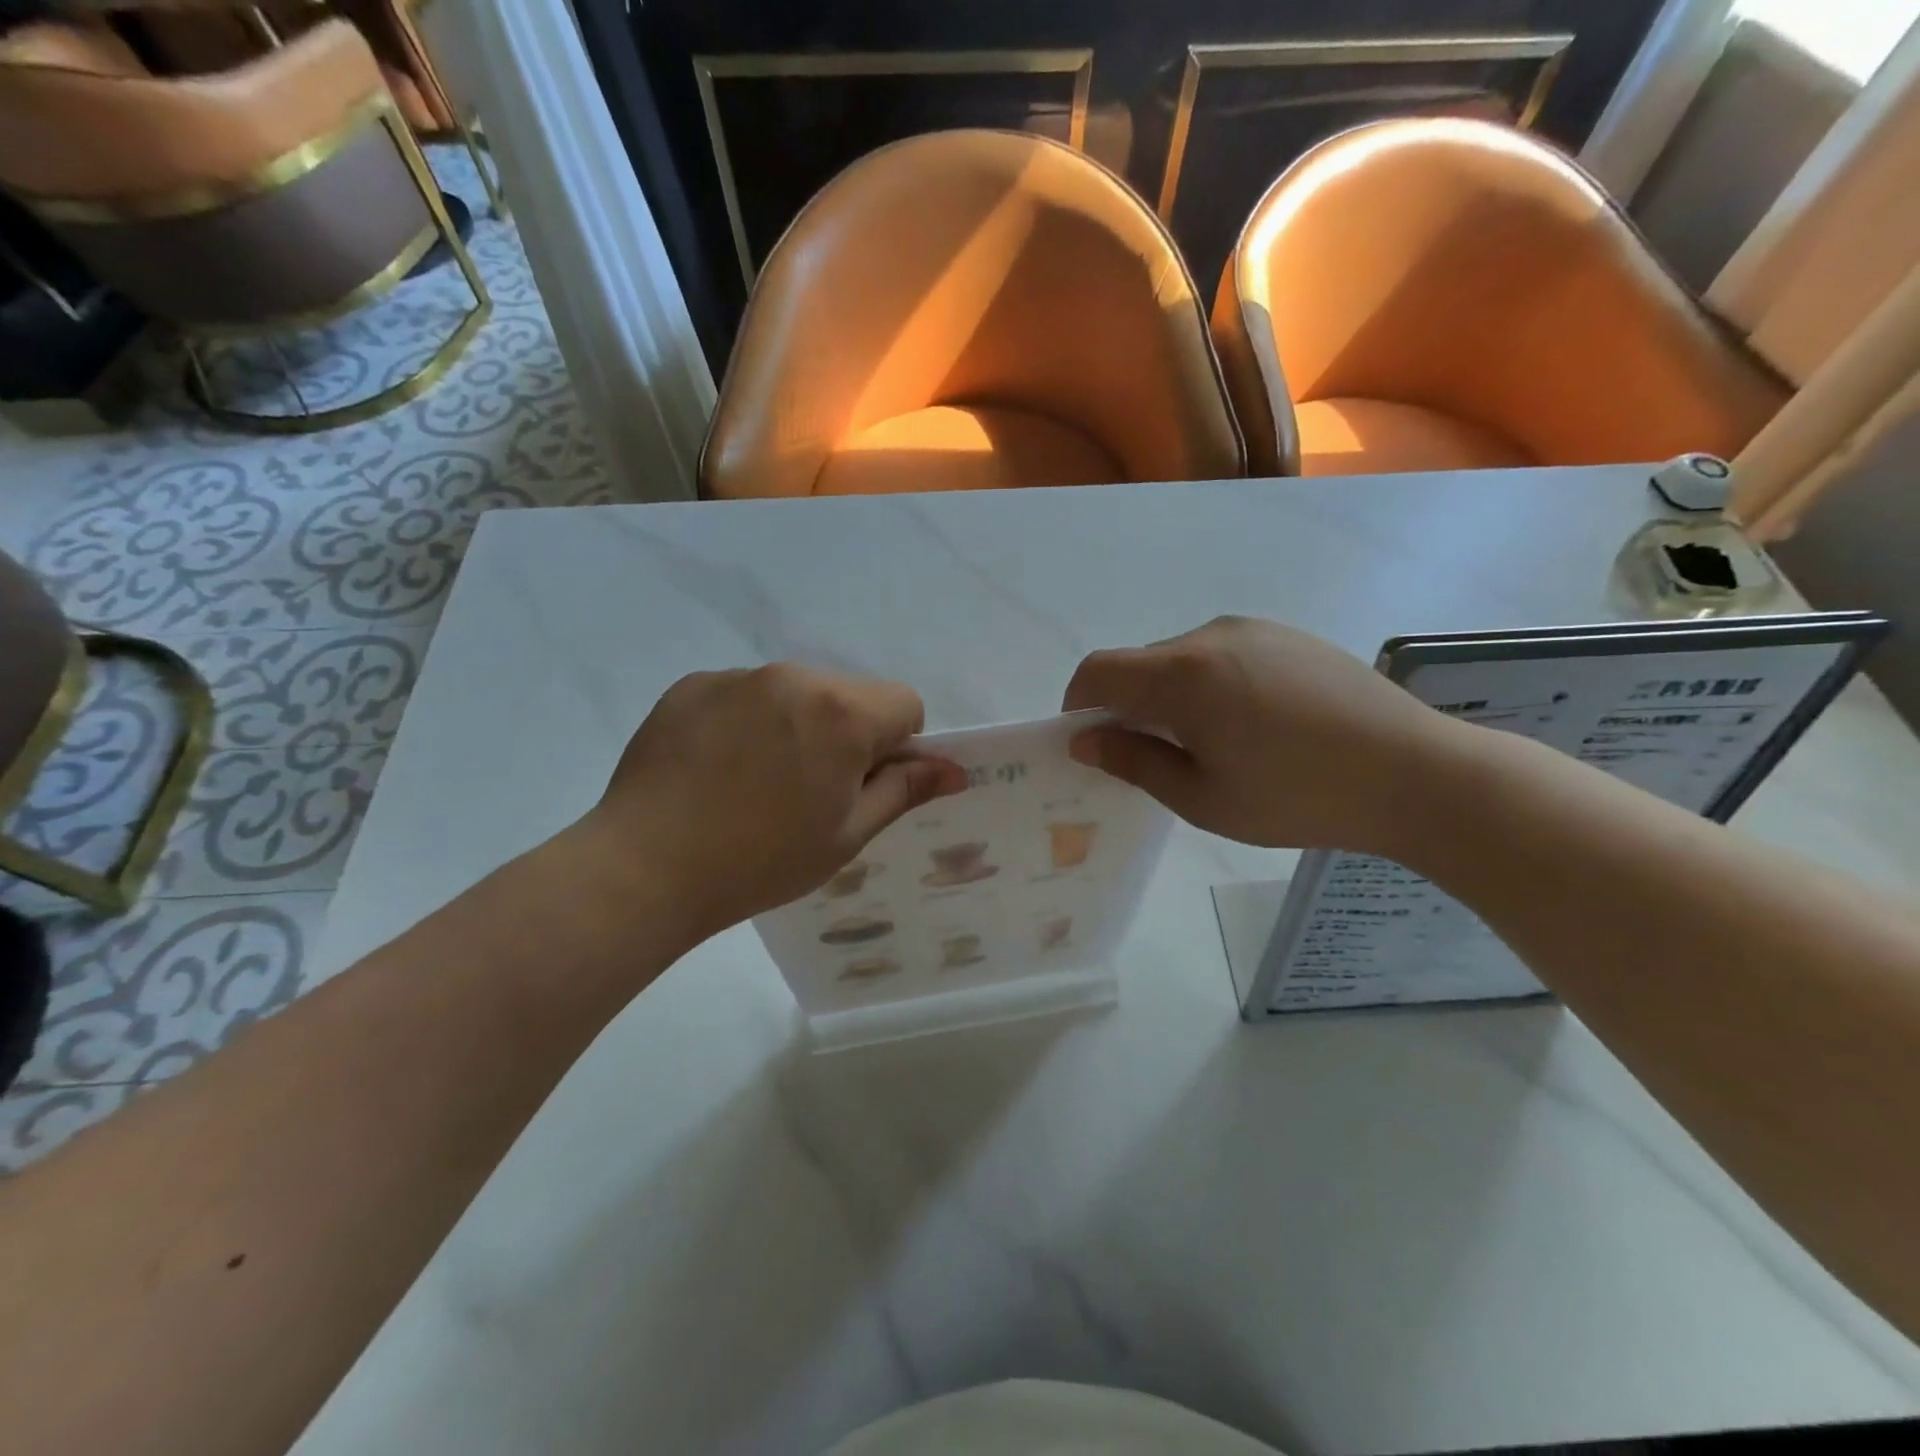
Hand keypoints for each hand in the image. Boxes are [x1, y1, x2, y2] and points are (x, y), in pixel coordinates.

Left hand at [579, 664, 966, 945]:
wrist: (645, 868)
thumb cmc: (761, 861)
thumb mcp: (847, 835)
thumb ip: (904, 791)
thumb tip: (955, 770)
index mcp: (843, 712)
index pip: (904, 703)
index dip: (897, 746)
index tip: (861, 785)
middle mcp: (795, 677)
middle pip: (849, 695)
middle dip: (845, 734)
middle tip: (807, 793)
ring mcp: (738, 676)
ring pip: (795, 693)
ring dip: (795, 725)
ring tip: (754, 783)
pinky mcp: (693, 684)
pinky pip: (744, 693)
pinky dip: (746, 721)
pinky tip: (716, 769)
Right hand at [1062, 616, 1461, 853]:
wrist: (1417, 773)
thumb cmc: (1297, 796)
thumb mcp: (1203, 797)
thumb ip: (1135, 763)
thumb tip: (1086, 742)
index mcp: (1183, 675)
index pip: (1099, 671)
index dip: (1078, 704)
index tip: (1089, 743)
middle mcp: (1211, 636)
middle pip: (1140, 664)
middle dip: (1127, 705)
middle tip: (1152, 757)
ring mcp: (1255, 630)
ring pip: (1182, 659)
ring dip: (1170, 696)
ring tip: (1210, 745)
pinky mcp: (1289, 636)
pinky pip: (1223, 654)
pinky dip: (1209, 685)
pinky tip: (1252, 725)